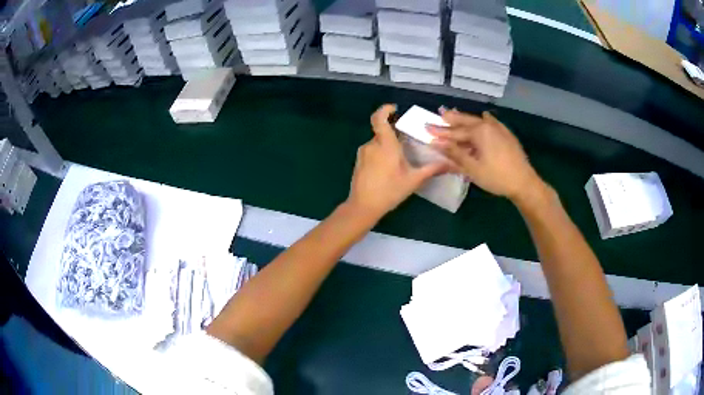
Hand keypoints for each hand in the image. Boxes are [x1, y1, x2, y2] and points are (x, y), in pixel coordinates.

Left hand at [347, 104, 447, 218]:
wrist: (363, 207)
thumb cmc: (389, 191)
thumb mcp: (413, 180)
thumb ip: (432, 169)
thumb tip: (451, 164)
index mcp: (385, 145)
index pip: (379, 119)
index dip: (385, 109)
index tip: (395, 109)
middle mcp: (372, 145)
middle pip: (382, 132)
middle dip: (394, 135)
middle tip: (408, 143)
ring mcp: (363, 153)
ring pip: (378, 143)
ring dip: (388, 146)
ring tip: (401, 160)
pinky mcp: (359, 162)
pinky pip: (372, 151)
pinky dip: (381, 154)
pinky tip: (389, 169)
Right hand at [428, 109, 543, 201]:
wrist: (524, 182)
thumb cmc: (496, 177)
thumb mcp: (472, 168)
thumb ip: (454, 153)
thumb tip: (436, 143)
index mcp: (479, 132)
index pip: (454, 132)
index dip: (440, 132)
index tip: (426, 128)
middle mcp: (488, 125)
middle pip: (466, 121)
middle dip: (452, 119)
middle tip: (439, 114)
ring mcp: (499, 129)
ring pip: (478, 121)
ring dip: (465, 119)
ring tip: (455, 114)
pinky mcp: (507, 135)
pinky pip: (493, 123)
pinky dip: (485, 120)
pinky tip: (484, 116)